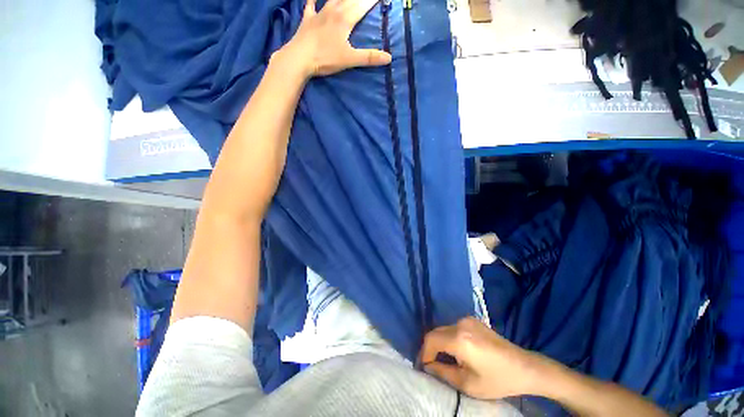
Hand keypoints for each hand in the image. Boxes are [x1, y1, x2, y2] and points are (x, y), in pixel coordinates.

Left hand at [278, 0, 391, 77]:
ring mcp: (319, 14)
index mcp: (345, 20)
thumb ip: (369, 57)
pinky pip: (310, 5)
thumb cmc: (325, 59)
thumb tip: (389, 57)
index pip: (362, 6)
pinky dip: (312, 0)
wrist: (299, 58)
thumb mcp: (349, 60)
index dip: (372, 0)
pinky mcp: (308, 20)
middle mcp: (333, 11)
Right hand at [420, 317, 546, 399]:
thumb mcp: (468, 384)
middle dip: (431, 348)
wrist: (524, 367)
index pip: (431, 339)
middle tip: (432, 365)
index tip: (424, 366)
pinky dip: (449, 338)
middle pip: (435, 332)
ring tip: (445, 359)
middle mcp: (460, 324)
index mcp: (459, 339)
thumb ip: (443, 373)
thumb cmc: (497, 380)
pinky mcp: (473, 320)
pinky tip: (457, 351)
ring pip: (444, 329)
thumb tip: (427, 365)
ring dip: (440, 343)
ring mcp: (467, 320)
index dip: (424, 352)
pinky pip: (453, 327)